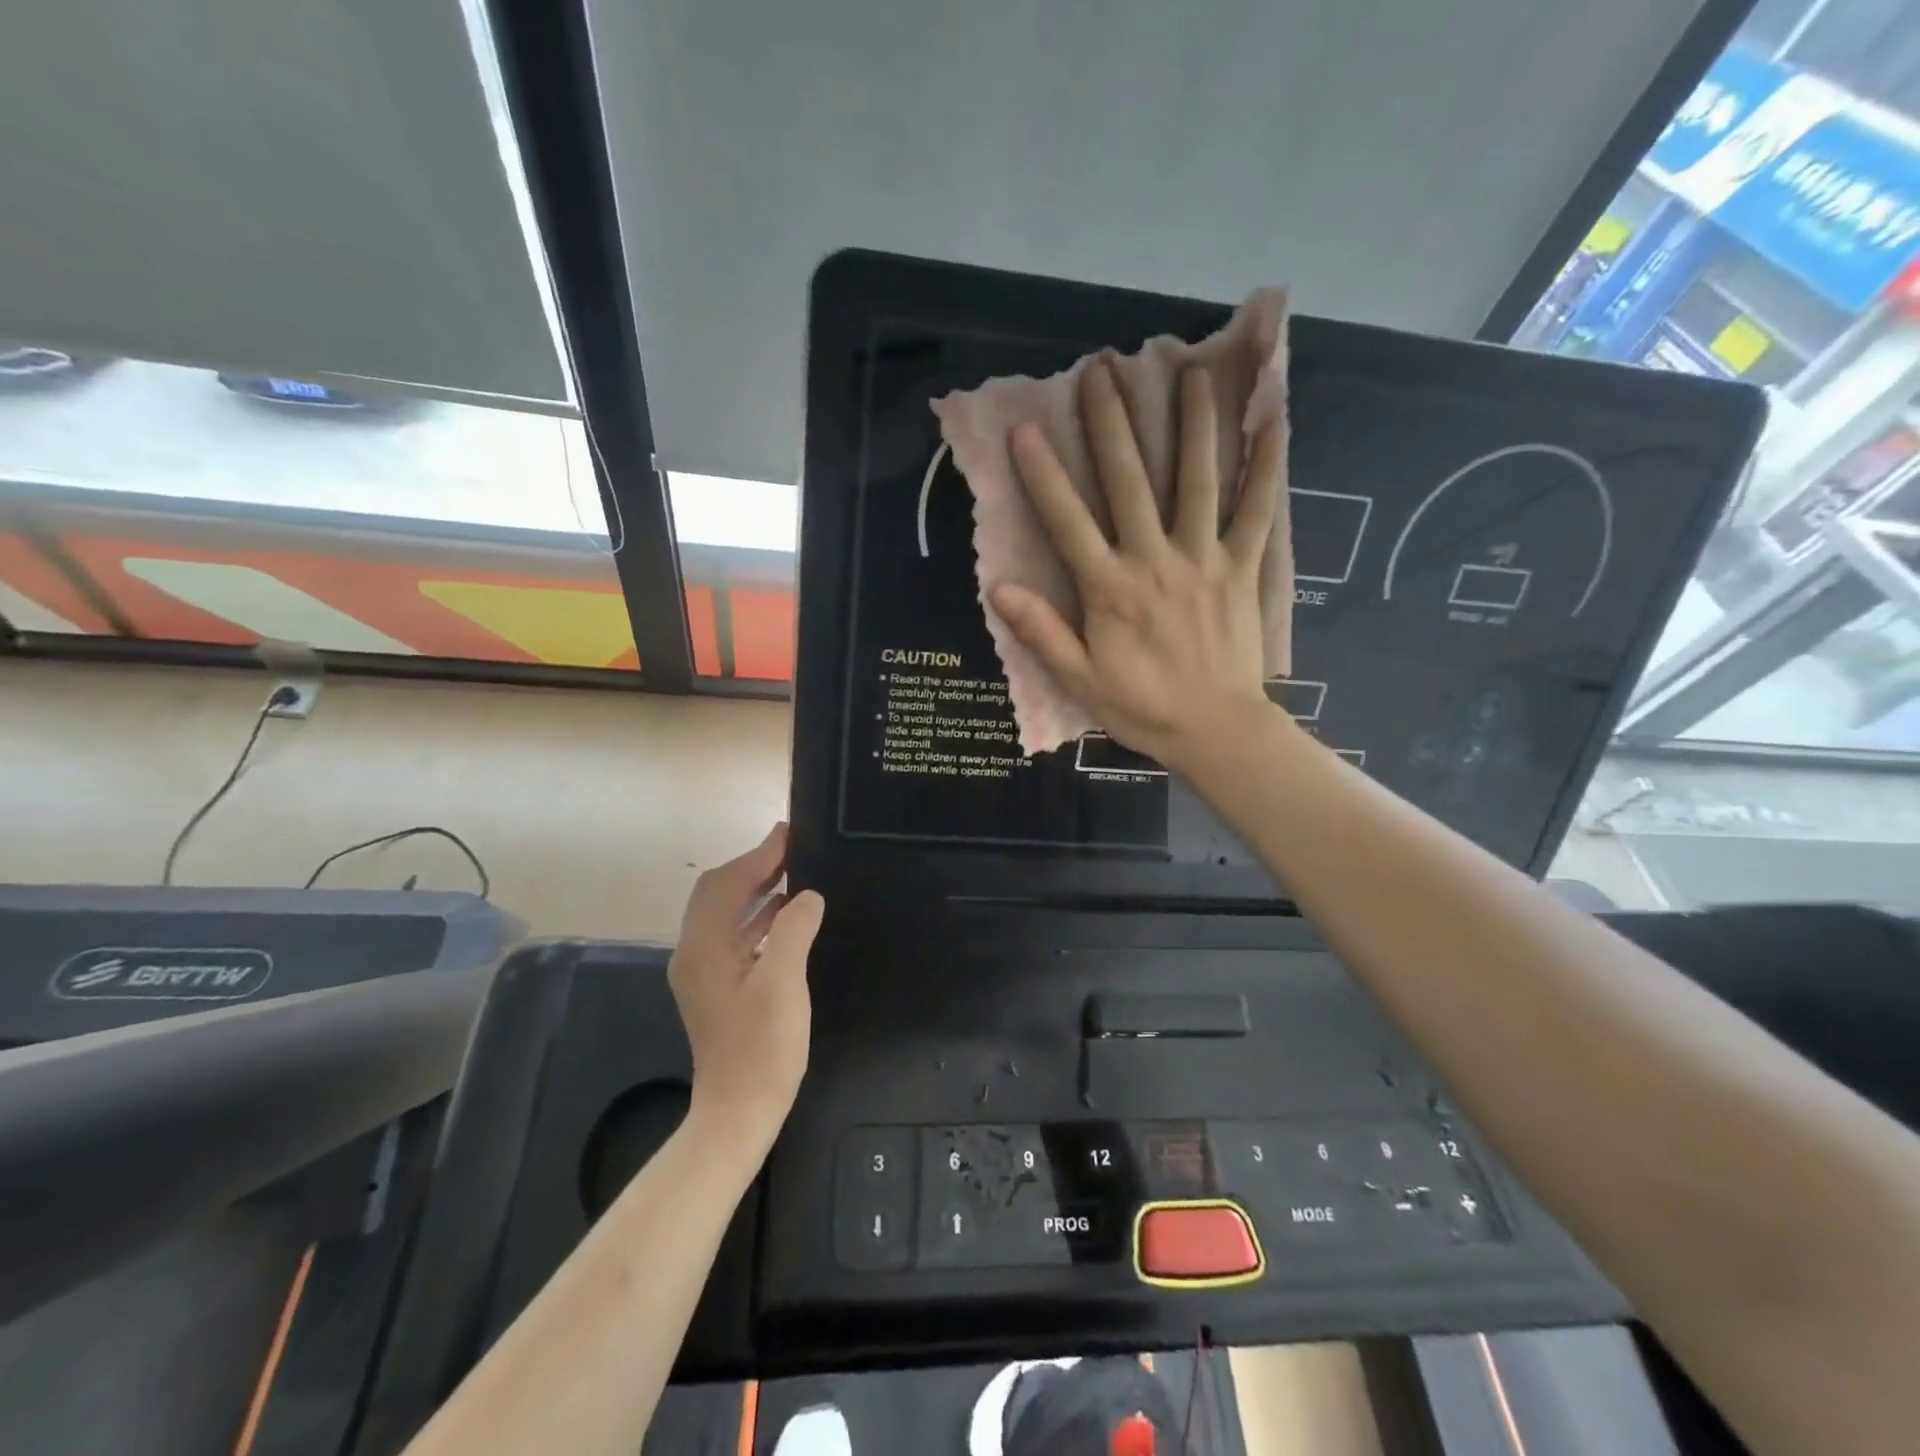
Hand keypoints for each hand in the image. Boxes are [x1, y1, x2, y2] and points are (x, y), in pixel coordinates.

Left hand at [669, 823, 824, 1145]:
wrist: (739, 1112)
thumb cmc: (763, 1048)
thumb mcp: (783, 983)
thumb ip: (793, 929)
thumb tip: (807, 895)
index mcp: (704, 948)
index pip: (727, 884)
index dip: (758, 855)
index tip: (789, 832)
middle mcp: (695, 953)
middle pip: (719, 893)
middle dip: (753, 866)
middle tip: (793, 848)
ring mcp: (704, 971)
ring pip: (726, 913)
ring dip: (756, 889)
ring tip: (795, 871)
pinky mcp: (717, 986)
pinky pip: (736, 934)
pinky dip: (759, 916)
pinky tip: (788, 914)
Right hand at [991, 361, 1285, 770]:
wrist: (1215, 730)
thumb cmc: (1142, 708)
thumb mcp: (1079, 679)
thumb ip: (1042, 632)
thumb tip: (999, 589)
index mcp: (1110, 589)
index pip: (1069, 522)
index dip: (1044, 476)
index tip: (1026, 430)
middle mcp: (1155, 560)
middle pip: (1130, 482)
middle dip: (1112, 423)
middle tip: (1101, 370)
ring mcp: (1204, 559)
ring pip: (1197, 480)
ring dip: (1191, 423)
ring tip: (1187, 371)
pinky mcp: (1243, 567)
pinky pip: (1258, 511)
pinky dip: (1267, 466)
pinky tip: (1273, 421)